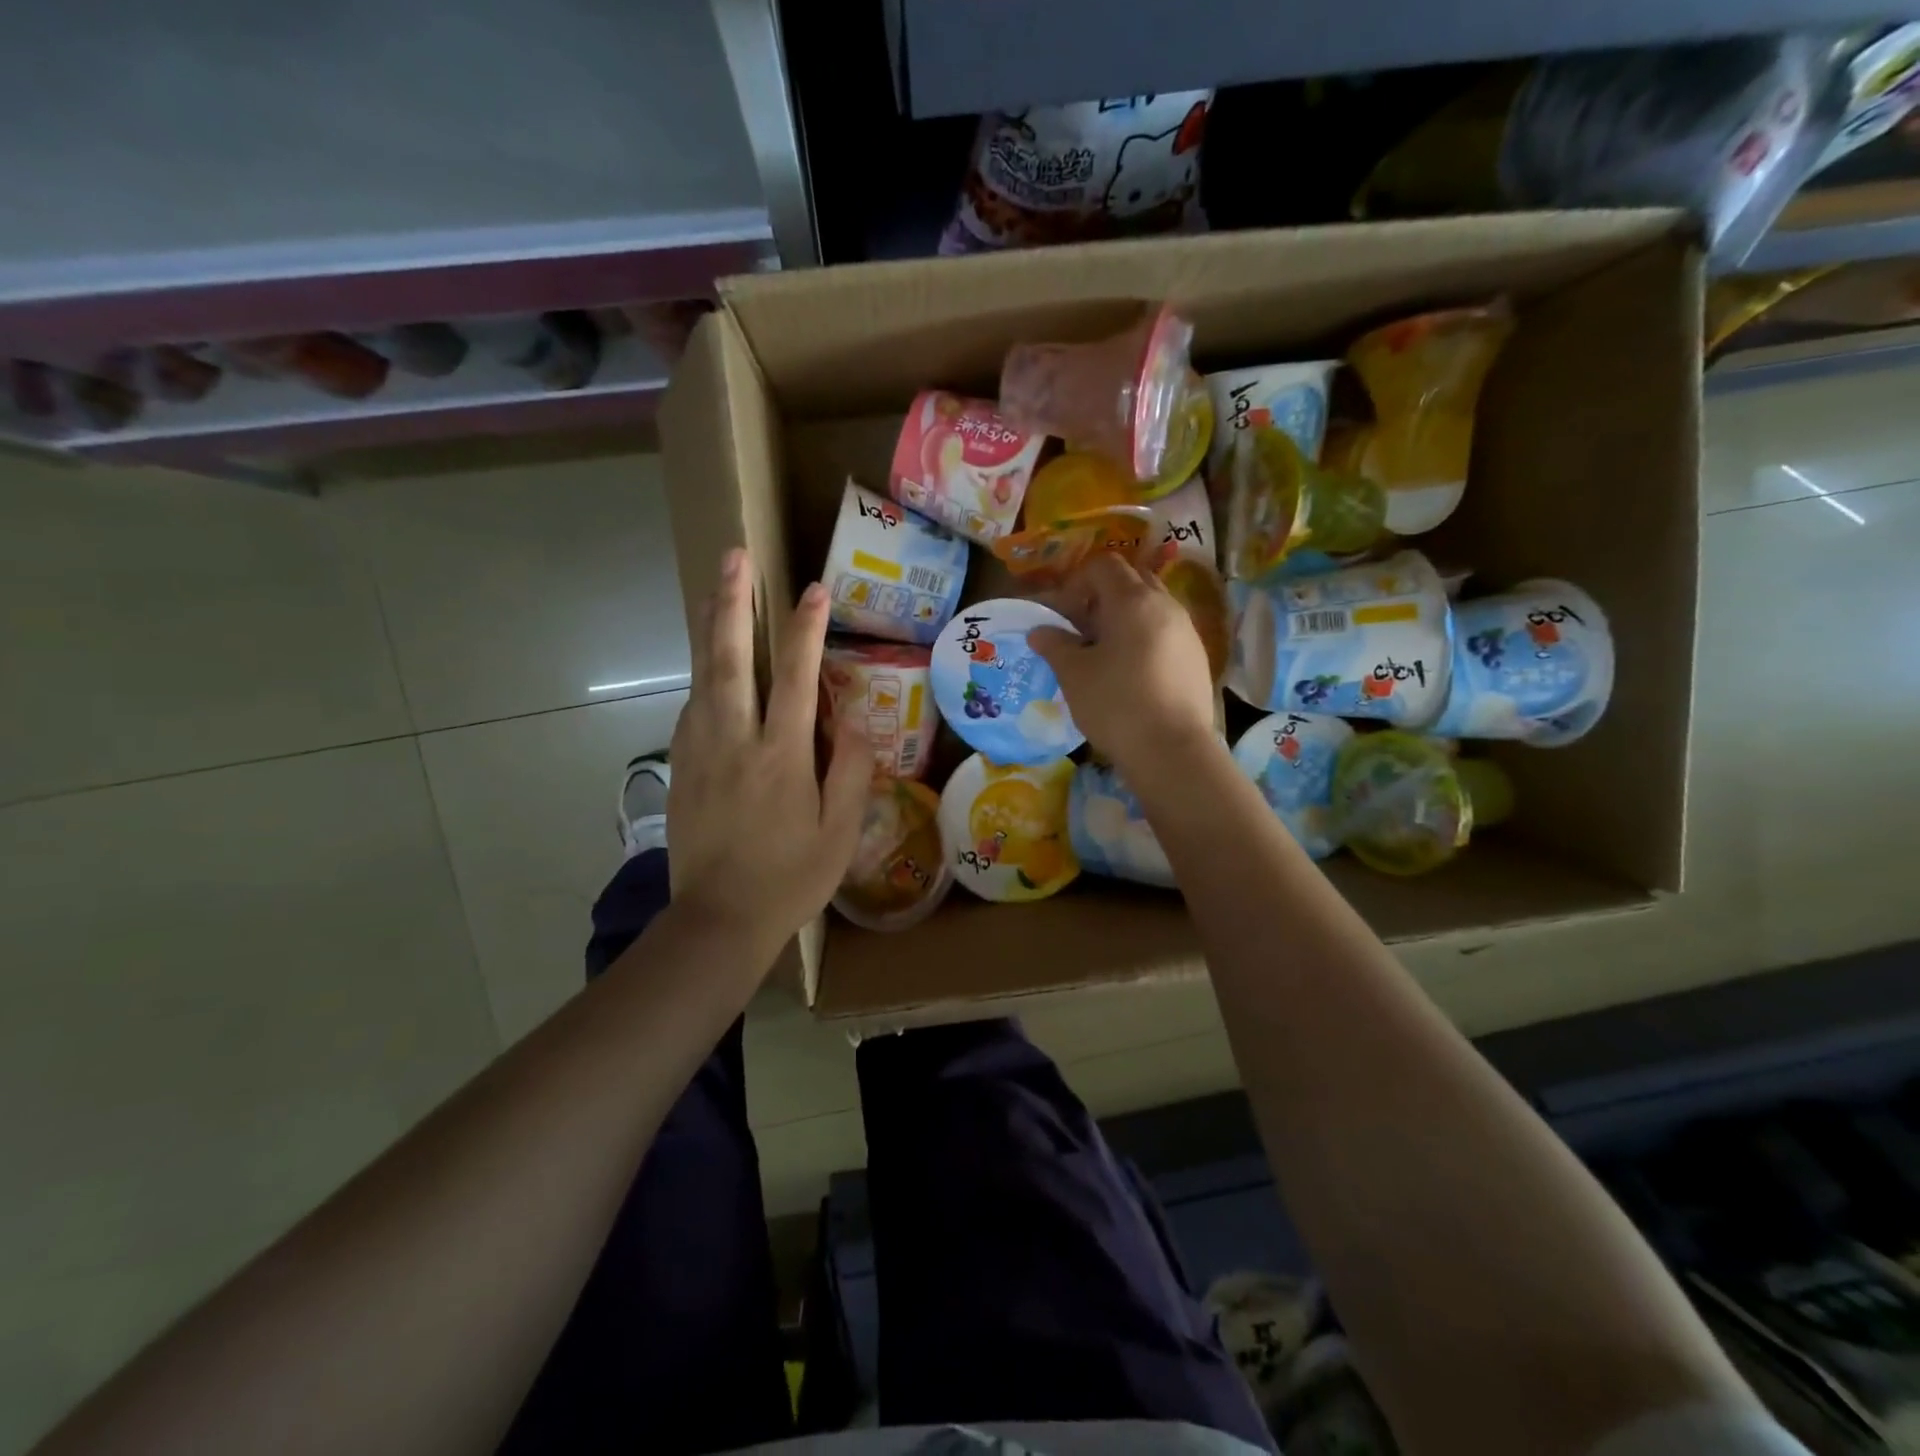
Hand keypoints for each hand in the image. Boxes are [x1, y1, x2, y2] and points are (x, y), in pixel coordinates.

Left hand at [667, 549, 869, 964]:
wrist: (717, 921)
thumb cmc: (790, 878)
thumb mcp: (840, 833)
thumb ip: (851, 770)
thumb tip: (854, 719)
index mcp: (780, 756)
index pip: (794, 676)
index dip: (805, 629)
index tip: (814, 590)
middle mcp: (734, 741)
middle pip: (728, 658)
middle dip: (732, 602)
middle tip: (732, 556)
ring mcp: (699, 751)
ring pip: (701, 675)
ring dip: (709, 628)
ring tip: (716, 589)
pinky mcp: (680, 766)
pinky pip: (693, 707)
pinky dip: (704, 675)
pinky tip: (711, 666)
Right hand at [1030, 552, 1217, 776]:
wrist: (1172, 750)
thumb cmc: (1115, 704)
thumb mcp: (1074, 674)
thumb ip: (1055, 645)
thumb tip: (1039, 631)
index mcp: (1133, 601)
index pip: (1104, 566)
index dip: (1078, 582)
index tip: (1064, 614)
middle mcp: (1166, 606)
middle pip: (1133, 581)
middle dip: (1104, 597)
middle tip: (1084, 630)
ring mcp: (1187, 632)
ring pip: (1153, 608)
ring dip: (1126, 619)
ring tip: (1106, 655)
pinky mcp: (1197, 658)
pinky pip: (1167, 633)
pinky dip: (1146, 640)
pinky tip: (1132, 675)